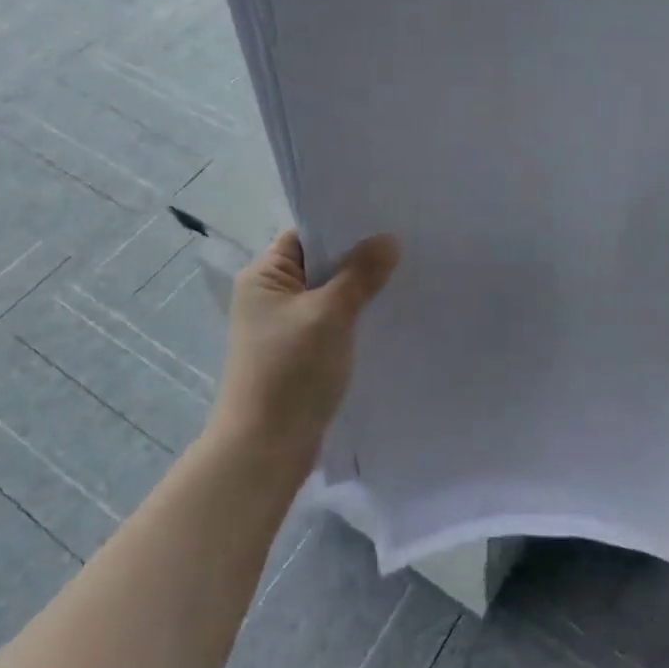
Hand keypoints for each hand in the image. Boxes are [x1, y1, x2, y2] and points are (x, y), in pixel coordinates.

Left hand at [213, 230, 399, 468]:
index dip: (343, 225)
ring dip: (358, 290)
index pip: (306, 235)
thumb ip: (360, 274)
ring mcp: (283, 327)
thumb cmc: (290, 371)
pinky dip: (354, 317)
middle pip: (319, 264)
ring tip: (404, 274)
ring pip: (328, 295)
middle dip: (358, 257)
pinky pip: (330, 322)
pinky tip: (386, 314)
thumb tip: (388, 239)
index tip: (385, 218)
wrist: (266, 449)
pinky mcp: (298, 354)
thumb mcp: (330, 314)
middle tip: (405, 244)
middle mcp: (269, 296)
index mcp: (263, 277)